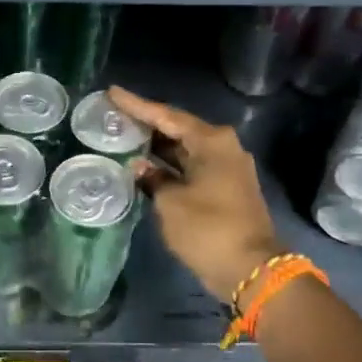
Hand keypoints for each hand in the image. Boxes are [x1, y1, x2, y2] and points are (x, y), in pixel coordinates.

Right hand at [108, 87, 282, 305]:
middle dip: (146, 124)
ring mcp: (226, 169)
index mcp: (212, 141)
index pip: (166, 115)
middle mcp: (222, 148)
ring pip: (184, 150)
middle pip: (177, 129)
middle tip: (113, 115)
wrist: (250, 269)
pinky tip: (143, 167)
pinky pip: (190, 167)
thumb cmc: (207, 229)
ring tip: (122, 137)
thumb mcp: (170, 202)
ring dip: (156, 147)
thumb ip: (152, 179)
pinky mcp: (224, 188)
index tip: (112, 92)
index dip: (137, 105)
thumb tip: (140, 167)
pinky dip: (168, 166)